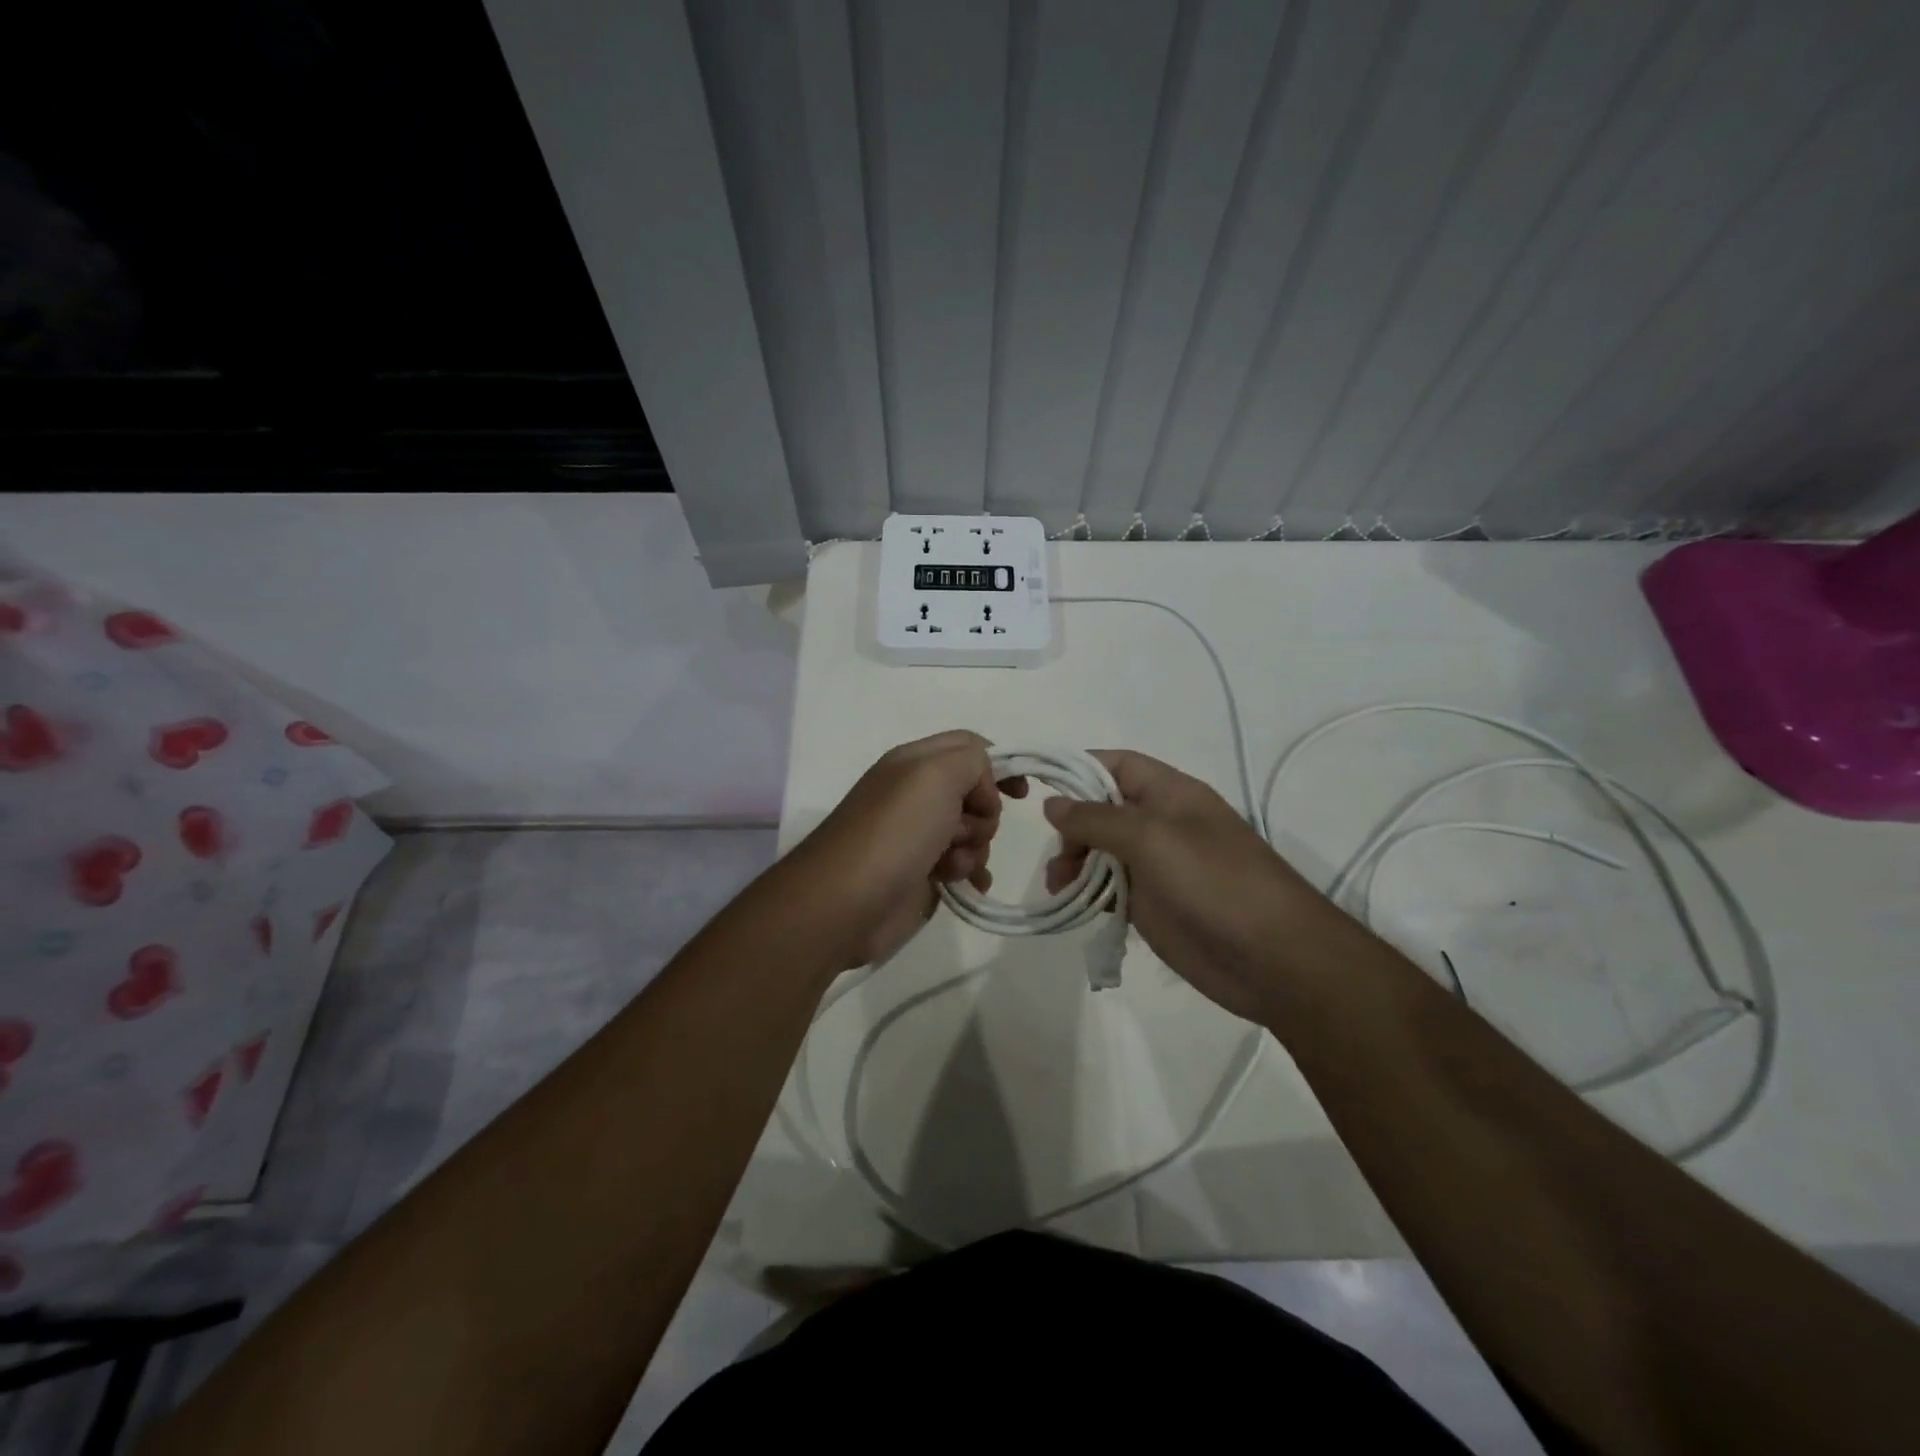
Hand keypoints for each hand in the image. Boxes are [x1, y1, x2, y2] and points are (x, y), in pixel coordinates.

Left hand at [801, 731, 1026, 967]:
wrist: (846, 903)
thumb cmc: (895, 832)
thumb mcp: (936, 775)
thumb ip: (972, 760)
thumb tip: (980, 790)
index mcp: (915, 763)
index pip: (969, 746)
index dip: (998, 764)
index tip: (1019, 793)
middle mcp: (916, 795)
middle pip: (976, 792)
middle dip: (984, 814)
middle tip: (963, 830)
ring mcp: (918, 836)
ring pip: (973, 832)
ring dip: (975, 848)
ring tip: (952, 864)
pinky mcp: (922, 874)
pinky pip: (963, 866)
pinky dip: (971, 873)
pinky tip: (966, 885)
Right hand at [1043, 751, 1323, 1022]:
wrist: (1273, 959)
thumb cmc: (1215, 883)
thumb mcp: (1152, 838)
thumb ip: (1097, 819)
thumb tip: (1053, 804)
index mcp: (1170, 794)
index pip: (1116, 765)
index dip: (1078, 769)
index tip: (1038, 786)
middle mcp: (1160, 824)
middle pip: (1101, 809)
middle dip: (1071, 826)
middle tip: (1057, 855)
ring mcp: (1156, 867)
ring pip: (1100, 851)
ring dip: (1073, 862)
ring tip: (1058, 885)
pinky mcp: (1152, 906)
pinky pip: (1109, 889)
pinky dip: (1087, 893)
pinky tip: (1073, 905)